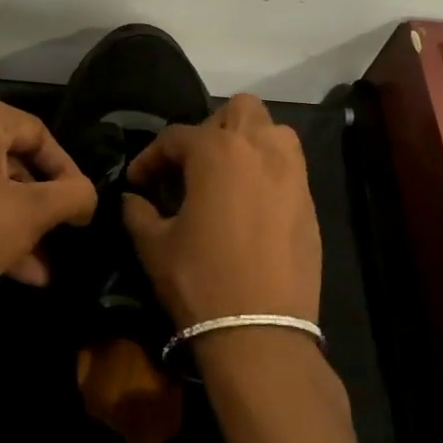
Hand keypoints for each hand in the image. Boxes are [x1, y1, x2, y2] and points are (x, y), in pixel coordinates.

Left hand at [0, 94, 97, 309]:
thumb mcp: (32, 212)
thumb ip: (73, 197)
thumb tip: (86, 196)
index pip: (39, 135)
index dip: (68, 173)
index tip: (81, 209)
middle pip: (8, 165)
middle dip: (38, 211)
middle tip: (57, 241)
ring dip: (13, 228)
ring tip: (37, 272)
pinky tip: (2, 270)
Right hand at [121, 95, 322, 328]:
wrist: (260, 331)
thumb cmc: (199, 280)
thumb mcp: (154, 245)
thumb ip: (138, 212)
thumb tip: (132, 199)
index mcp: (217, 152)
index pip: (176, 137)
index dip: (150, 158)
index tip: (137, 182)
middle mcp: (261, 149)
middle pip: (238, 110)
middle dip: (210, 129)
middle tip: (190, 166)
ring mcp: (293, 175)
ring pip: (273, 132)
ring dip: (247, 143)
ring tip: (225, 177)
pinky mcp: (310, 203)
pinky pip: (288, 169)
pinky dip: (267, 173)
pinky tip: (250, 206)